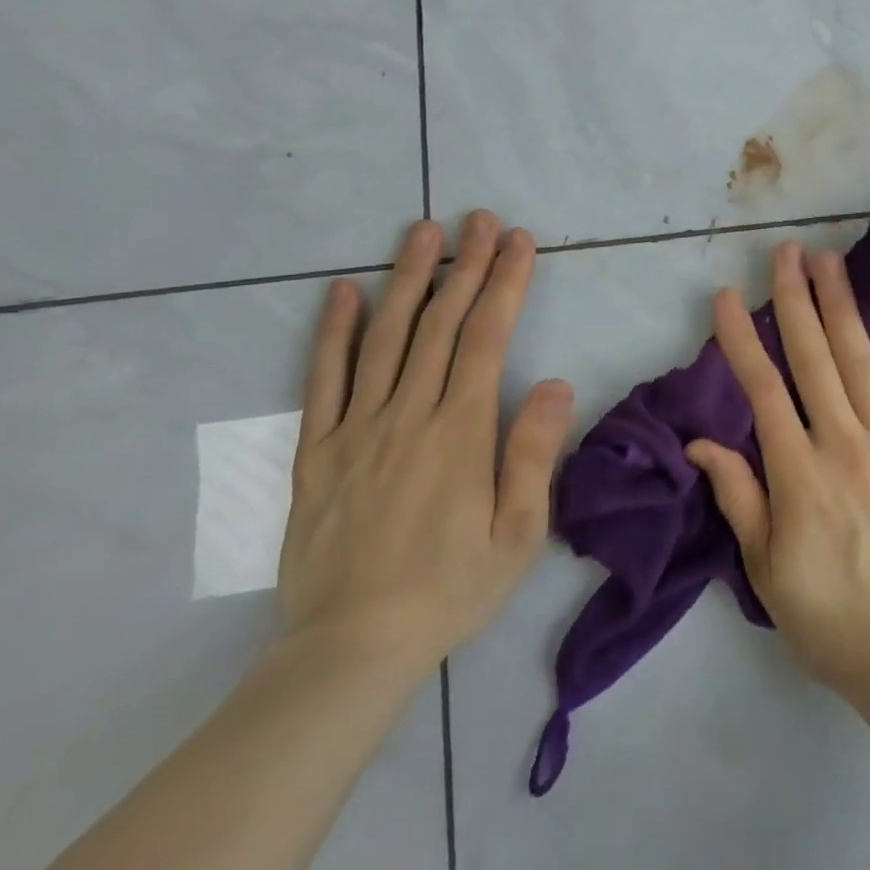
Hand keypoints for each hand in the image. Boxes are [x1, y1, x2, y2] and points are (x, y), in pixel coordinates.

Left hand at [278, 211, 573, 678]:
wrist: (349, 651)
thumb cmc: (448, 590)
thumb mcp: (517, 534)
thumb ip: (533, 453)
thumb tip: (553, 382)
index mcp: (460, 432)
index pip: (486, 338)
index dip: (506, 284)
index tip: (520, 242)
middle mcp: (407, 415)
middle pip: (440, 324)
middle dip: (466, 265)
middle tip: (480, 218)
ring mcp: (356, 429)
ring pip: (384, 337)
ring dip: (407, 279)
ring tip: (423, 231)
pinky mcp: (316, 451)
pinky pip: (323, 380)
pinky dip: (332, 331)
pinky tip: (342, 292)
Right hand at [686, 243, 869, 708]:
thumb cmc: (828, 615)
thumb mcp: (765, 568)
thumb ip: (739, 496)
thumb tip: (701, 443)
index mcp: (798, 473)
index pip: (761, 388)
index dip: (741, 337)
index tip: (727, 295)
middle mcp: (843, 443)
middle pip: (813, 356)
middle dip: (796, 298)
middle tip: (787, 251)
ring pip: (860, 359)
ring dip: (842, 305)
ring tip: (830, 261)